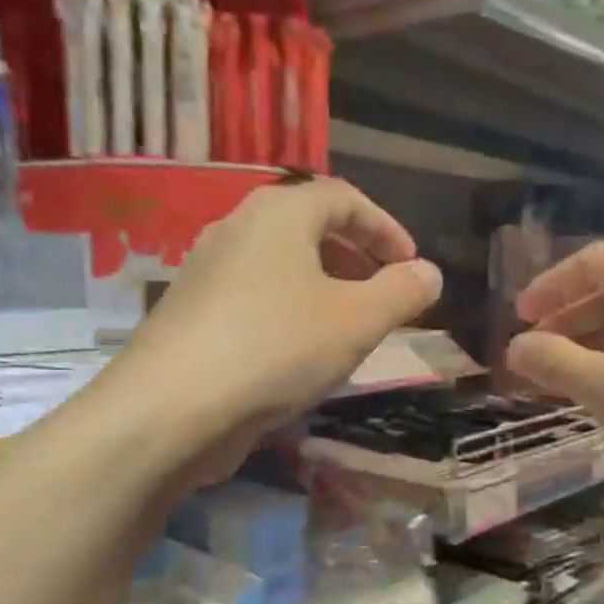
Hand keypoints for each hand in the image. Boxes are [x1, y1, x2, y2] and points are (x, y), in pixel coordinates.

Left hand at [119, 177, 442, 444]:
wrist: (173, 407)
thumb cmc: (276, 348)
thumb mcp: (357, 321)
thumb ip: (401, 293)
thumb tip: (430, 273)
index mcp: (279, 213)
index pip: (344, 197)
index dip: (385, 228)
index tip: (411, 266)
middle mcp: (237, 228)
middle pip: (307, 227)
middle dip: (354, 257)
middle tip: (382, 295)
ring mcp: (206, 271)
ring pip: (279, 266)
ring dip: (322, 287)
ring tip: (347, 327)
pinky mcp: (192, 314)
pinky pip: (255, 297)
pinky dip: (289, 311)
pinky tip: (299, 354)